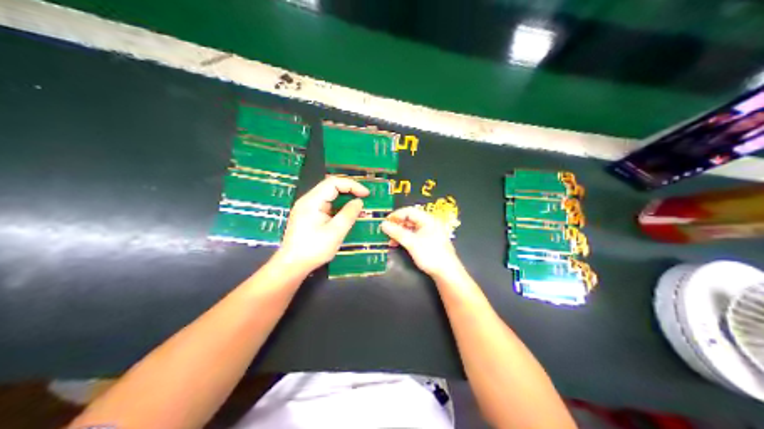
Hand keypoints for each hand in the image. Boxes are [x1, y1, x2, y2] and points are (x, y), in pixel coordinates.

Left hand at [275, 176, 369, 272]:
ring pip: (327, 196)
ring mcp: (306, 208)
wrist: (292, 265)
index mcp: (312, 201)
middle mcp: (307, 200)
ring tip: (358, 206)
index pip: (333, 183)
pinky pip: (324, 205)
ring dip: (343, 199)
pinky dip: (337, 207)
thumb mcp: (335, 232)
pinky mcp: (307, 217)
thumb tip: (358, 202)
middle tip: (364, 198)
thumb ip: (348, 214)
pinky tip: (345, 215)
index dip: (352, 185)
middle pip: (330, 186)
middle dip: (349, 190)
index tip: (366, 194)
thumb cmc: (313, 249)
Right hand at [380, 206, 459, 275]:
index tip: (385, 222)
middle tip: (386, 232)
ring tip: (390, 240)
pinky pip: (414, 235)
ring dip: (400, 233)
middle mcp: (429, 223)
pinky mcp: (429, 242)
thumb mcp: (412, 243)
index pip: (409, 211)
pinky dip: (405, 238)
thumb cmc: (431, 255)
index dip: (396, 215)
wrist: (446, 272)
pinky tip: (398, 244)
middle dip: (397, 225)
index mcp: (428, 220)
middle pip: (410, 219)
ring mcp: (430, 233)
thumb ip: (397, 233)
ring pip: (411, 228)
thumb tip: (383, 224)